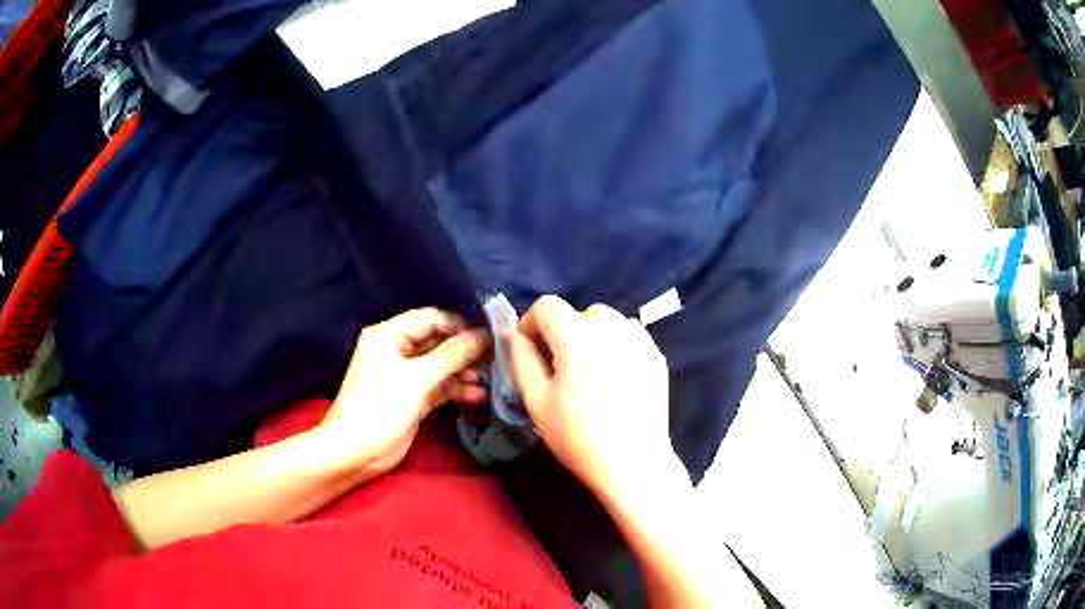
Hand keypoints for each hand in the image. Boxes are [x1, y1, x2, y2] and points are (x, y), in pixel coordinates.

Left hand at [320, 308, 489, 473]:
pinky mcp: (412, 397)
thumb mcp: (416, 379)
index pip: (431, 318)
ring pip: (441, 366)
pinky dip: (456, 390)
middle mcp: (397, 350)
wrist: (354, 453)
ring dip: (464, 372)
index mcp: (389, 335)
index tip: (491, 336)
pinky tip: (478, 397)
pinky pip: (439, 387)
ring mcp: (405, 375)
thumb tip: (484, 335)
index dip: (460, 325)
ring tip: (490, 380)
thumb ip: (452, 355)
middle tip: (496, 359)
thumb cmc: (380, 409)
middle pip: (438, 341)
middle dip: (466, 351)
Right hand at [505, 296, 679, 502]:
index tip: (529, 352)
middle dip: (563, 333)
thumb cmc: (577, 435)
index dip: (531, 324)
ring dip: (591, 337)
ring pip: (606, 322)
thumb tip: (513, 334)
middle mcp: (611, 326)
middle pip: (578, 313)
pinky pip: (629, 336)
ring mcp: (639, 339)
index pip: (546, 306)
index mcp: (577, 334)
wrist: (632, 462)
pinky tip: (615, 379)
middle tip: (560, 369)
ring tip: (589, 372)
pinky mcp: (656, 356)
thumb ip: (520, 359)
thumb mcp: (536, 400)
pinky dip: (616, 346)